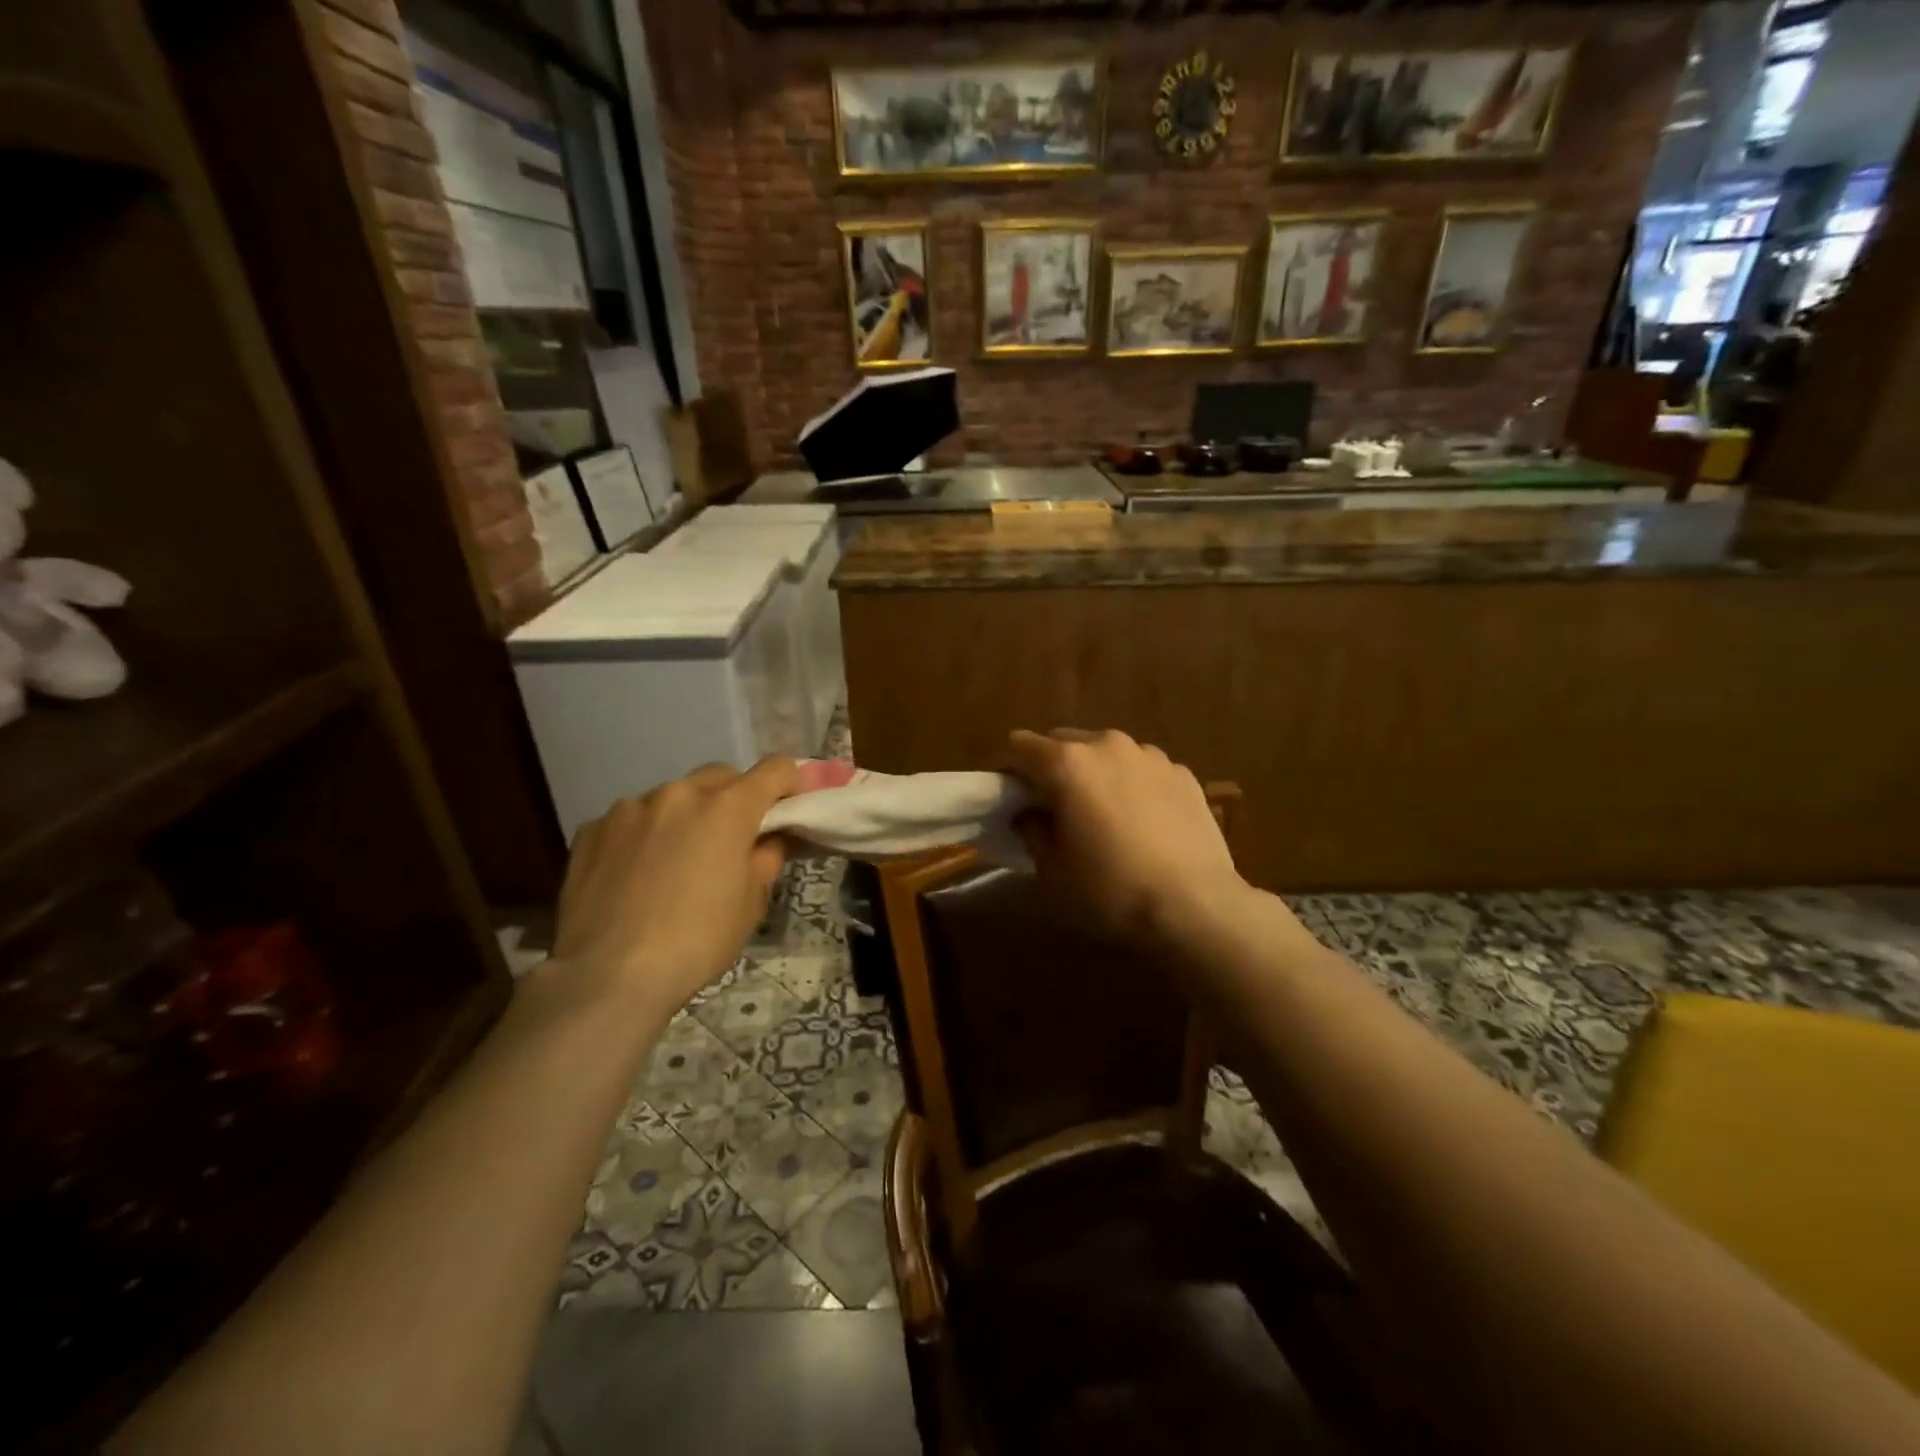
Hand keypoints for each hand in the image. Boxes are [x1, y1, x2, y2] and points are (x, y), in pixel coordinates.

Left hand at [550, 759, 799, 1016]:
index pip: (775, 769)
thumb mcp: (752, 903)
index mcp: (728, 807)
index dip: (789, 784)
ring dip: (685, 817)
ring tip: (675, 862)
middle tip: (732, 840)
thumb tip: (770, 837)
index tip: (788, 808)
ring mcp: (631, 807)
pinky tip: (635, 875)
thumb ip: (767, 856)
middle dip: (734, 799)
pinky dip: (644, 835)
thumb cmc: (698, 940)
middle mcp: (680, 793)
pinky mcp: (592, 828)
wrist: (609, 976)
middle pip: (721, 777)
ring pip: (673, 797)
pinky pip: (632, 820)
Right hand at [1004, 729, 1250, 946]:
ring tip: (1105, 815)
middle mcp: (1107, 745)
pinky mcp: (1183, 773)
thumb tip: (1029, 814)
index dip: (1010, 771)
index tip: (1013, 800)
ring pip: (1106, 753)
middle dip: (1053, 768)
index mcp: (1067, 763)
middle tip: (1056, 809)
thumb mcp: (1052, 871)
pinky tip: (1144, 823)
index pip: (1020, 746)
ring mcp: (1150, 756)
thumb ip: (1032, 831)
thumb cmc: (1110, 890)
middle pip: (1063, 742)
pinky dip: (1133, 785)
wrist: (1195, 905)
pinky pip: (1142, 769)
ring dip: (1095, 773)